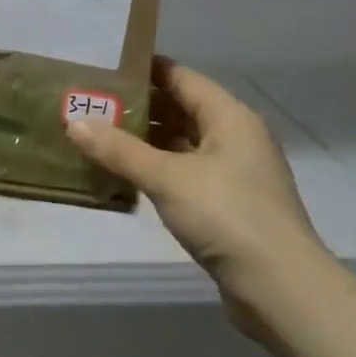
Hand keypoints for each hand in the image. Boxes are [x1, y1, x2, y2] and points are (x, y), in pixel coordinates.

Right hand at [66, 60, 328, 331]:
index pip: (181, 77)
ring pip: (183, 143)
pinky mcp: (229, 204)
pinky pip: (186, 173)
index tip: (103, 68)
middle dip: (139, 107)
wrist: (281, 289)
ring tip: (100, 136)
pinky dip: (158, 170)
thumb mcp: (167, 178)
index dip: (144, 69)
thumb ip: (119, 149)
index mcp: (229, 116)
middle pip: (181, 109)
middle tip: (92, 104)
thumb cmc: (227, 216)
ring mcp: (234, 172)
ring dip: (146, 141)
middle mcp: (235, 136)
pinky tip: (126, 175)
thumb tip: (74, 121)